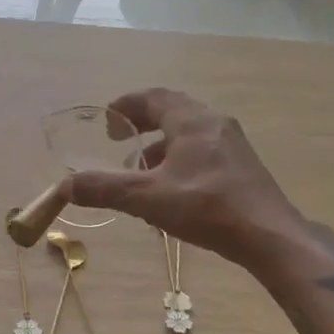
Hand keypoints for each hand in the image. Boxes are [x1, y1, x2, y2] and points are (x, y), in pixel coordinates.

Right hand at [58, 88, 304, 270]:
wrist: (269, 235)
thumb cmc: (207, 208)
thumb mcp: (147, 198)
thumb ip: (104, 189)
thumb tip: (64, 186)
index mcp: (191, 121)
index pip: (154, 97)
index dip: (126, 105)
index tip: (106, 119)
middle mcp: (214, 123)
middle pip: (173, 111)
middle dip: (142, 123)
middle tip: (119, 139)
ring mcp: (233, 144)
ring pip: (189, 133)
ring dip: (161, 145)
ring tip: (141, 170)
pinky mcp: (242, 166)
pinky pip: (203, 150)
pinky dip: (180, 159)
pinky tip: (172, 190)